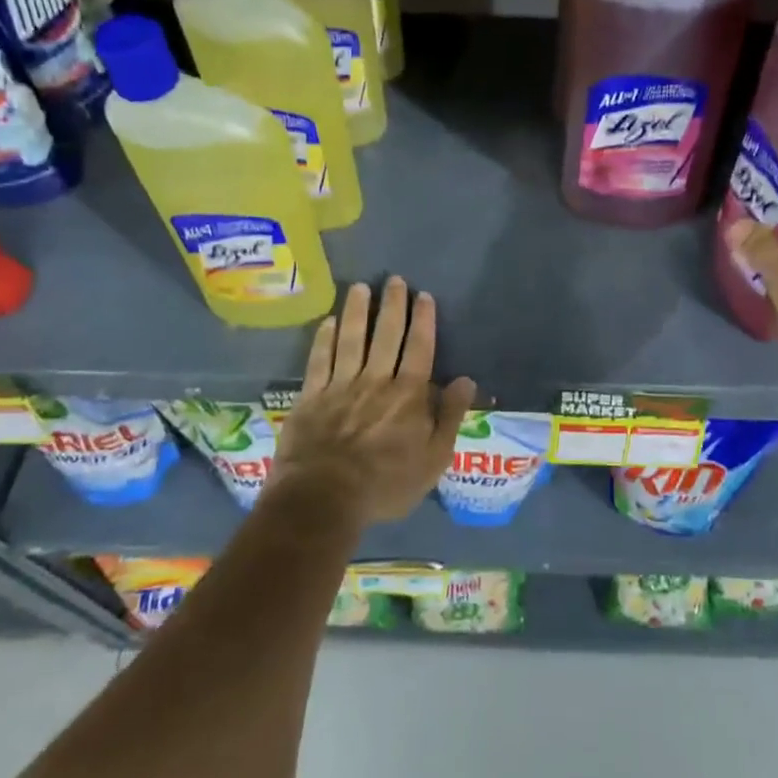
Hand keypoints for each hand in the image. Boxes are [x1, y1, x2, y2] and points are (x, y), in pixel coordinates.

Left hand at [267, 277, 476, 526]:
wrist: (324, 498)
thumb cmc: (386, 484)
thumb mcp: (433, 459)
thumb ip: (450, 417)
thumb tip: (466, 380)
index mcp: (408, 394)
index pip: (419, 347)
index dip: (423, 320)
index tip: (423, 295)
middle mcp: (376, 380)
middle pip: (386, 335)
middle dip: (392, 305)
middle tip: (394, 280)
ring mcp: (340, 385)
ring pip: (351, 339)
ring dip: (357, 311)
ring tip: (361, 287)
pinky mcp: (312, 396)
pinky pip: (319, 359)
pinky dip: (324, 339)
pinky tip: (329, 321)